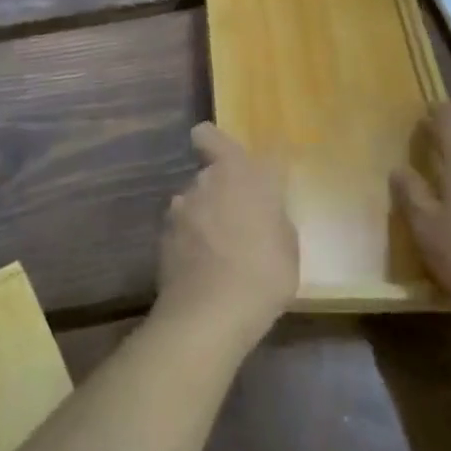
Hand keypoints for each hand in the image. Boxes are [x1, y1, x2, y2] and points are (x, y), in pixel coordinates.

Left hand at [156, 123, 298, 352]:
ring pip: (193, 202)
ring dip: (203, 218)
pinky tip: (203, 270)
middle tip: (239, 223)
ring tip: (220, 254)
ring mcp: (179, 208)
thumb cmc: (264, 272)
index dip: (214, 145)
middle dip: (220, 191)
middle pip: (208, 174)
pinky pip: (181, 231)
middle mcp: (204, 180)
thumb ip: (271, 215)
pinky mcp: (163, 237)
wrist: (210, 314)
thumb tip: (261, 211)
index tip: (231, 165)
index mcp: (238, 171)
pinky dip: (190, 243)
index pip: (209, 135)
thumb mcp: (287, 243)